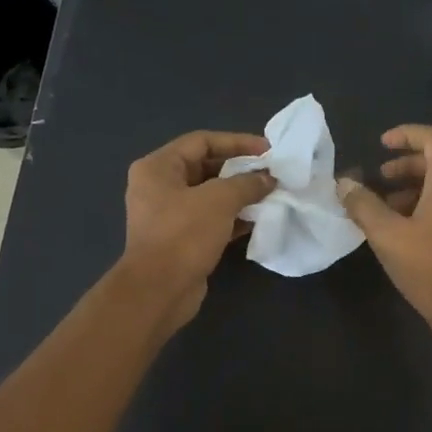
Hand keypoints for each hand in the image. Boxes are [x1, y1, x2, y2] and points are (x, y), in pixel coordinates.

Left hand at [119, 130, 274, 330]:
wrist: (159, 290)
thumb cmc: (184, 235)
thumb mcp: (219, 200)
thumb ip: (246, 183)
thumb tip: (268, 179)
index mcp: (158, 167)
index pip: (202, 141)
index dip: (237, 142)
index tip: (268, 150)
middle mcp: (159, 187)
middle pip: (206, 167)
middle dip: (240, 170)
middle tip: (272, 174)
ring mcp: (169, 215)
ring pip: (210, 196)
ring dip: (240, 195)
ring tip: (271, 195)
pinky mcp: (181, 240)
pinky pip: (211, 220)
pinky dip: (233, 218)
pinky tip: (259, 220)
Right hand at [336, 124, 431, 348]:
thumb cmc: (430, 268)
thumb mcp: (388, 235)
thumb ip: (363, 206)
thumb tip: (344, 183)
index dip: (408, 134)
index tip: (382, 145)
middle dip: (405, 166)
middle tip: (377, 179)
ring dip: (410, 190)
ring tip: (381, 211)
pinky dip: (421, 209)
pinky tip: (398, 235)